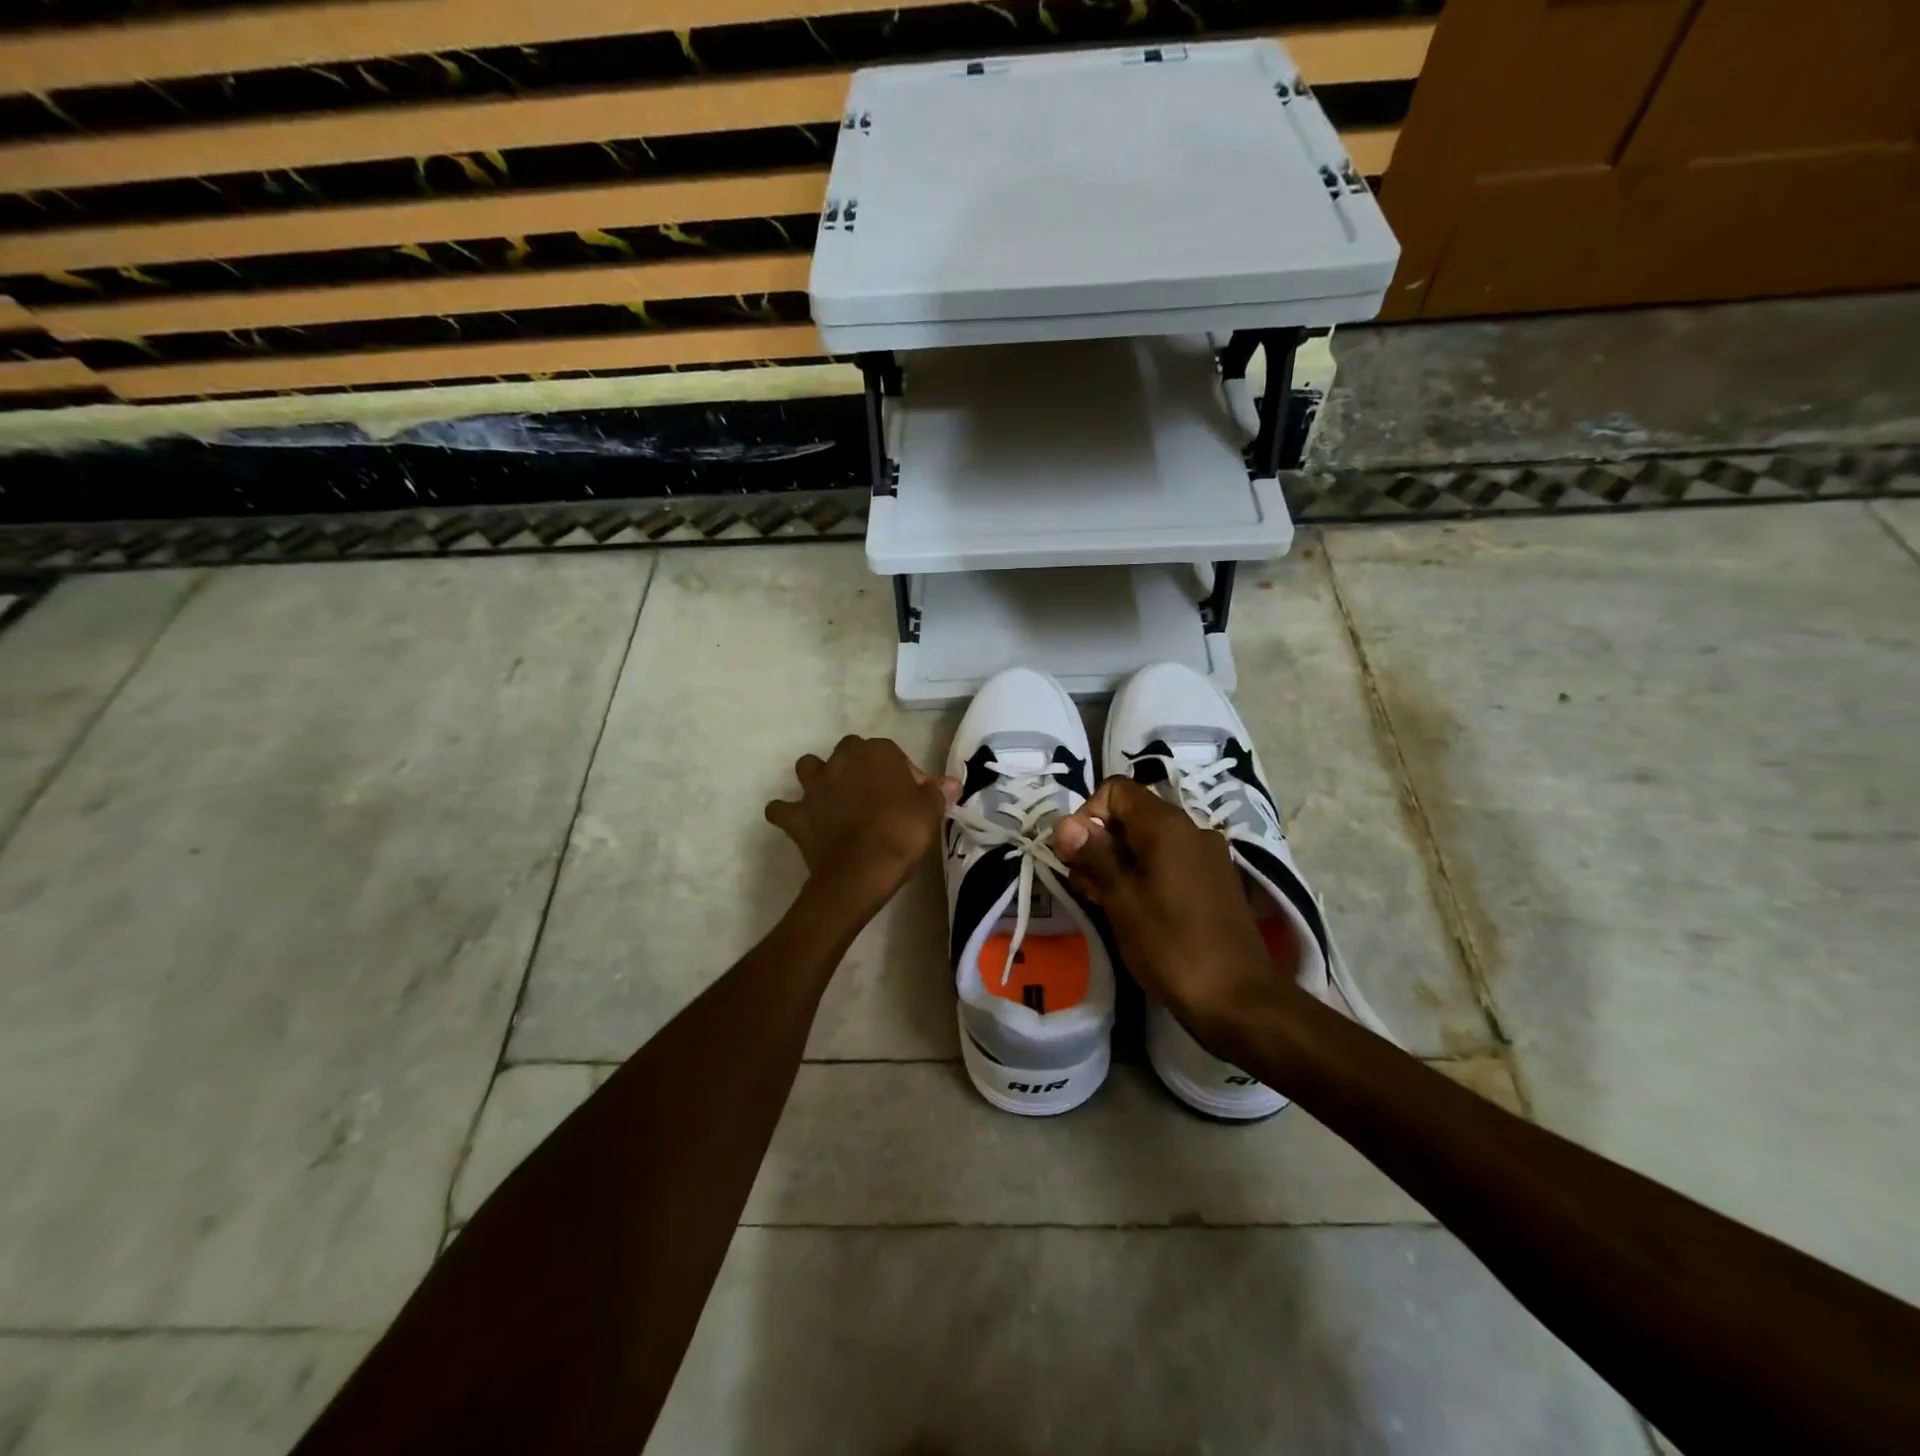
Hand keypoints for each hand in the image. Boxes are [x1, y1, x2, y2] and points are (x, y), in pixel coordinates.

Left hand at [765, 736, 958, 921]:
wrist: (861, 871)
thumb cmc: (902, 834)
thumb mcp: (931, 811)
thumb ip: (937, 791)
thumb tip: (951, 782)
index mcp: (876, 752)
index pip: (891, 753)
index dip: (900, 773)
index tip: (909, 797)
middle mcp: (841, 760)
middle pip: (849, 752)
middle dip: (857, 768)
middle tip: (873, 797)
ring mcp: (814, 787)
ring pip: (809, 768)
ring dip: (818, 779)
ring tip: (832, 799)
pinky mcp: (796, 815)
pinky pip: (782, 809)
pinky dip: (788, 813)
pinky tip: (800, 823)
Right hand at [1052, 777, 1304, 1051]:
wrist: (1240, 1001)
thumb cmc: (1172, 947)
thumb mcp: (1122, 900)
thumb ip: (1094, 855)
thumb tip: (1065, 823)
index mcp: (1168, 826)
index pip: (1117, 790)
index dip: (1088, 815)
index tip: (1077, 855)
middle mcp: (1192, 830)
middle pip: (1133, 815)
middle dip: (1100, 841)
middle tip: (1083, 883)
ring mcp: (1207, 856)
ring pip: (1150, 841)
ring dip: (1119, 862)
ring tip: (1102, 900)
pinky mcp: (1214, 882)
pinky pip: (1170, 862)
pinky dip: (1144, 875)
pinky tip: (1132, 909)